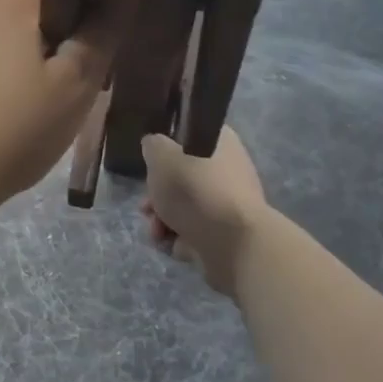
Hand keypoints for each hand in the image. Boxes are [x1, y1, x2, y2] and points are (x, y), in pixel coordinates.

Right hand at [141, 127, 269, 297]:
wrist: (235, 244)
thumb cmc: (196, 190)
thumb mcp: (162, 156)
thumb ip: (153, 146)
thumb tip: (155, 147)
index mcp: (220, 142)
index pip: (189, 136)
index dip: (166, 150)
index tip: (151, 165)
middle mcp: (229, 169)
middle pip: (182, 176)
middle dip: (158, 194)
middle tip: (147, 206)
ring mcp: (230, 203)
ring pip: (185, 206)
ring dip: (163, 220)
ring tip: (156, 232)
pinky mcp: (229, 234)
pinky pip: (196, 231)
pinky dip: (181, 239)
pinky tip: (174, 245)